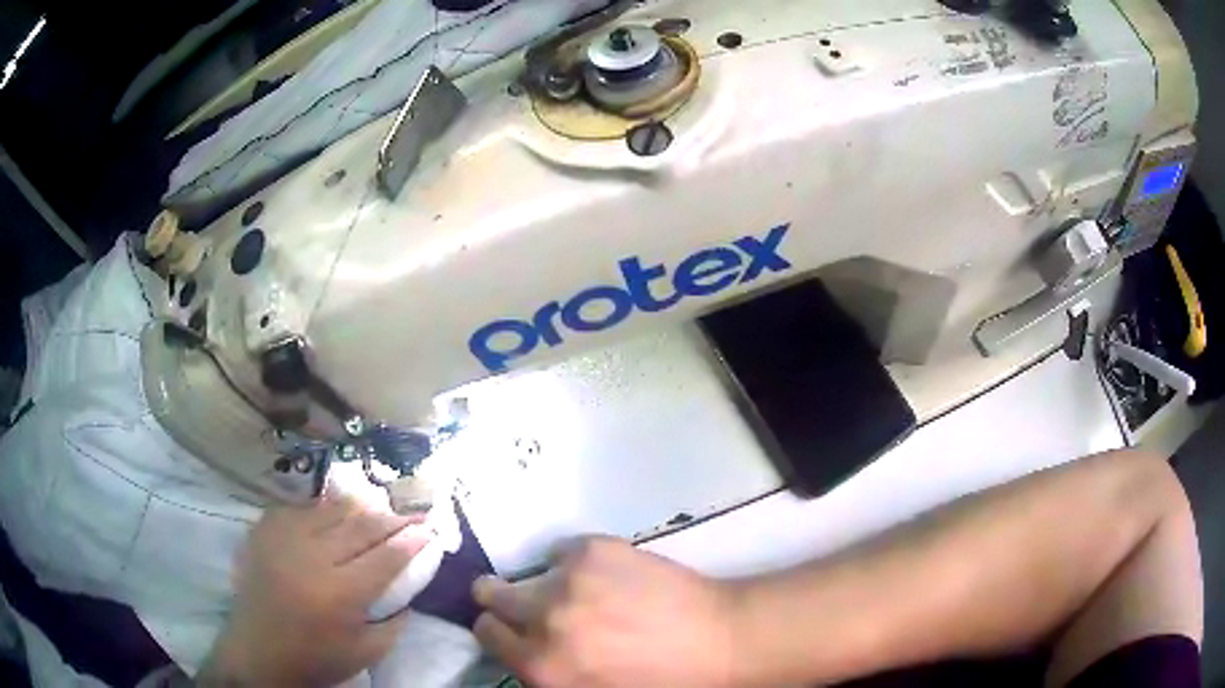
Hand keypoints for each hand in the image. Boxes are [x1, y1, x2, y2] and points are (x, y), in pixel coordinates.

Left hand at [200, 491, 429, 686]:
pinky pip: (299, 507)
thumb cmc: (316, 658)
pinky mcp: (265, 531)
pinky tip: (332, 511)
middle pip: (360, 526)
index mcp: (341, 593)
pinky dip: (322, 508)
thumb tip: (409, 589)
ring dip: (358, 507)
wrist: (258, 652)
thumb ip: (395, 622)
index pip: (386, 557)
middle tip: (410, 514)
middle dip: (391, 518)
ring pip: (330, 509)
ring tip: (377, 506)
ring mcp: (284, 539)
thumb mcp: (366, 653)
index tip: (429, 530)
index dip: (411, 541)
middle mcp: (313, 558)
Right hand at [473, 537, 742, 686]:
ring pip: (529, 573)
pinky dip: (577, 564)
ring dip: (548, 586)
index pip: (487, 633)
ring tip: (586, 596)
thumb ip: (545, 671)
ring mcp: (568, 579)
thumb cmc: (660, 682)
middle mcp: (543, 619)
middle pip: (489, 593)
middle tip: (535, 607)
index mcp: (540, 666)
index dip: (499, 630)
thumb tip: (523, 647)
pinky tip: (610, 578)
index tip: (512, 628)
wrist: (719, 641)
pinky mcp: (594, 548)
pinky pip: (563, 551)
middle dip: (504, 601)